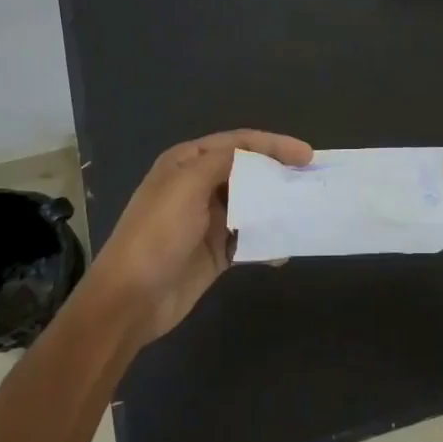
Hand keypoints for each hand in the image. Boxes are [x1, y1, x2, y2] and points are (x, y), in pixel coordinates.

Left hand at [90, 129, 313, 344]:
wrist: (131, 298)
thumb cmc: (158, 234)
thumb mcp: (187, 185)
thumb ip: (223, 162)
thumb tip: (257, 156)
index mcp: (187, 163)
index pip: (239, 143)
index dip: (274, 145)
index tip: (307, 155)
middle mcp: (199, 185)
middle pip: (249, 171)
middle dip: (280, 174)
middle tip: (312, 181)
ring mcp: (208, 219)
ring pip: (253, 204)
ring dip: (277, 207)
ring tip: (306, 211)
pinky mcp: (216, 251)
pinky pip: (250, 239)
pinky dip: (269, 241)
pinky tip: (284, 249)